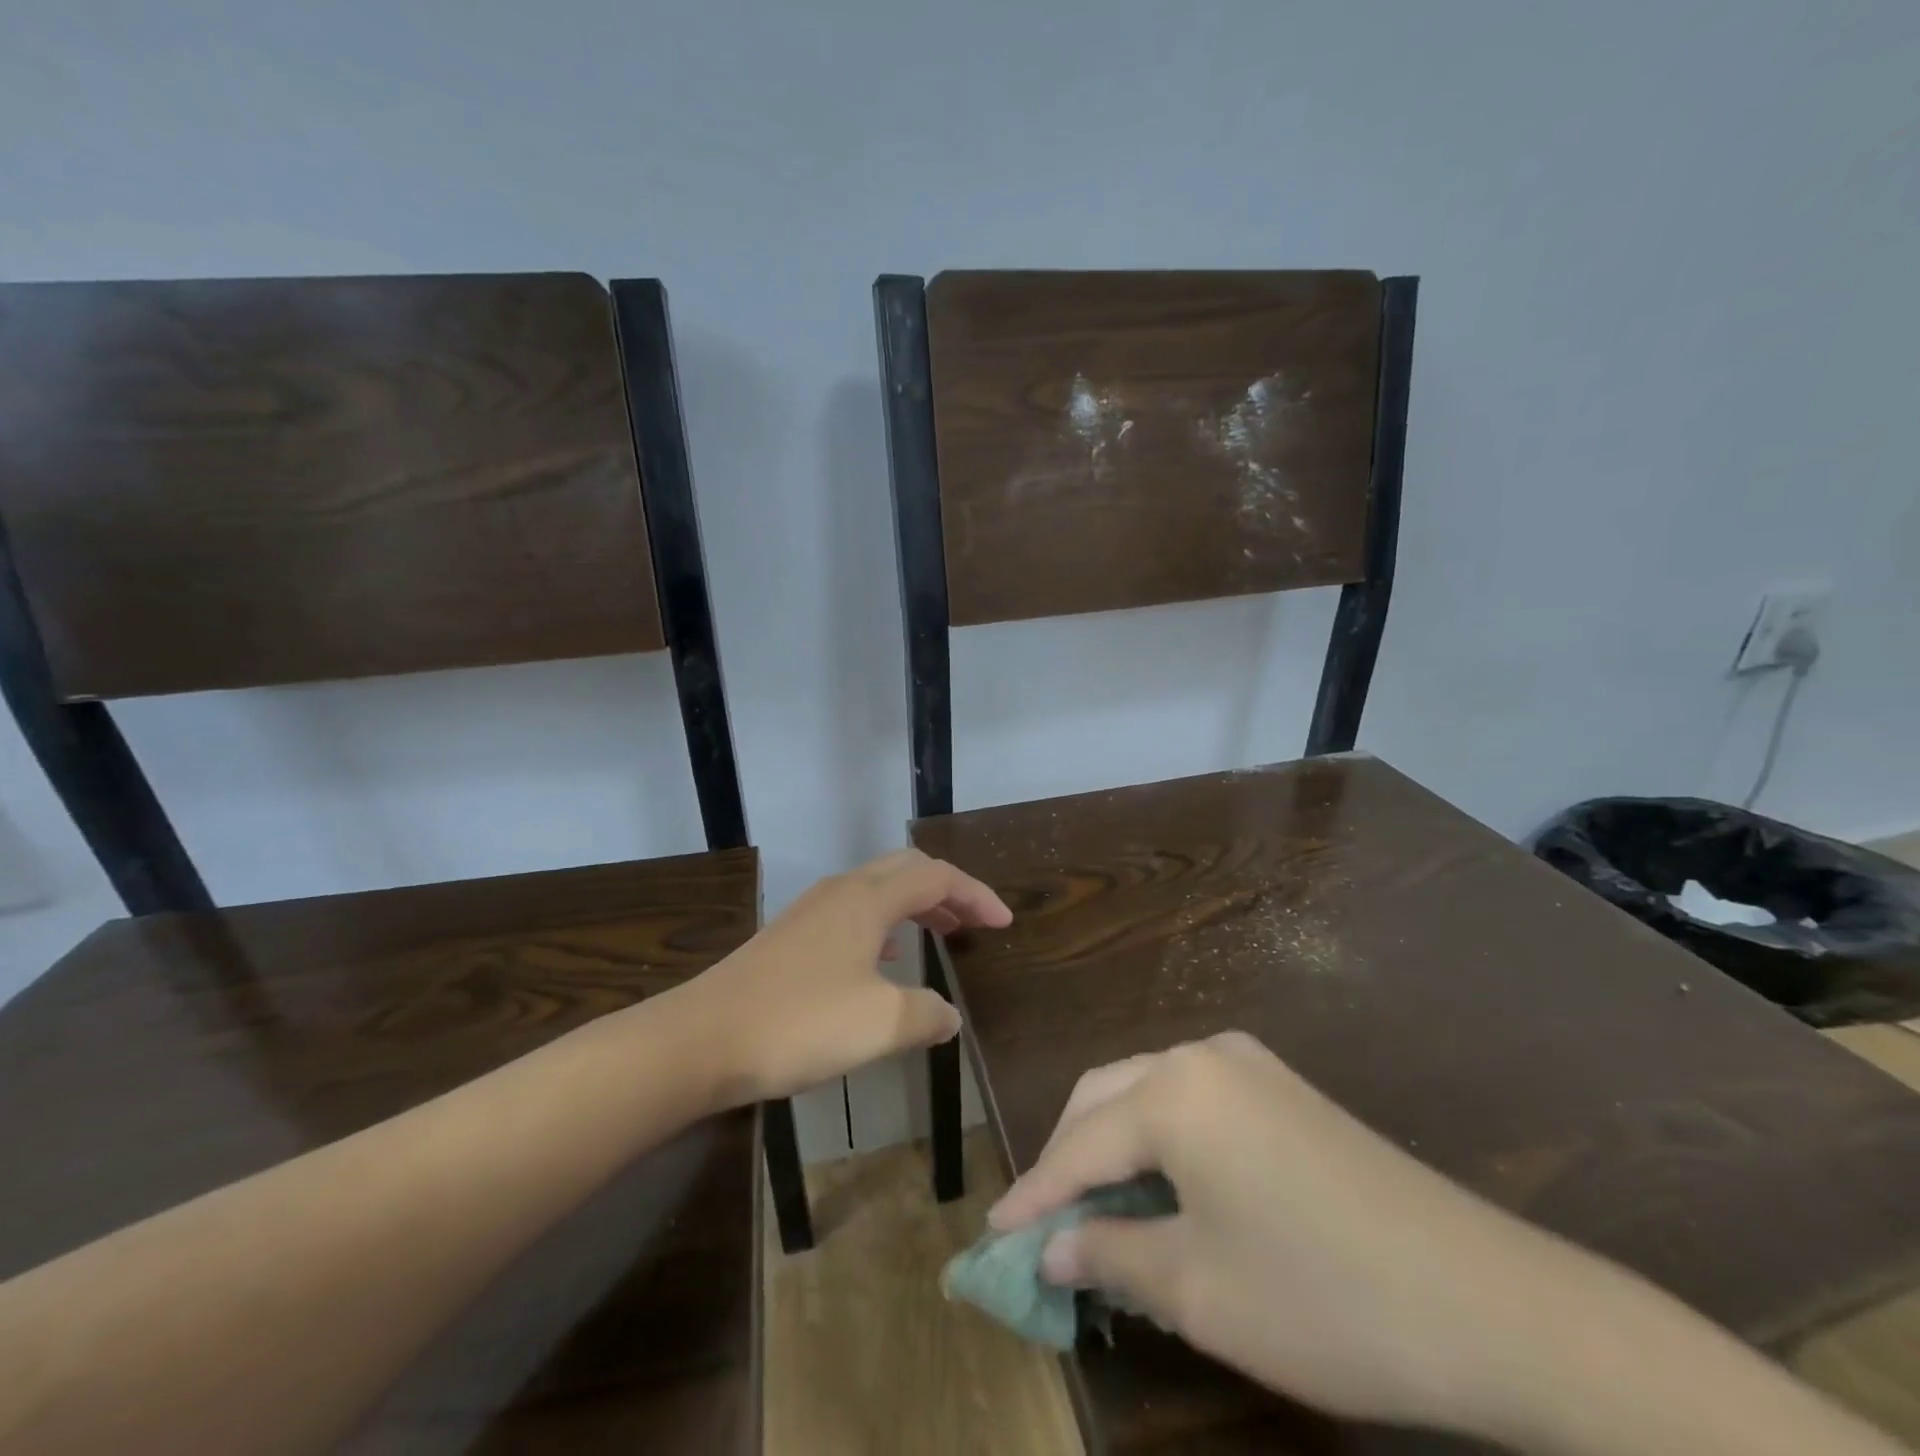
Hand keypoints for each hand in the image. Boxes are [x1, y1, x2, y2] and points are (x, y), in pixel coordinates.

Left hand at [686, 849, 1010, 1102]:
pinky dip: (884, 926)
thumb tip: (948, 1016)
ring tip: (941, 934)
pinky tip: (884, 960)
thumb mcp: (881, 1024)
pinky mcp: (790, 937)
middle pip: (906, 870)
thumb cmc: (800, 1023)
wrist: (702, 1039)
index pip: (937, 877)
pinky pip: (852, 915)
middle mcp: (841, 892)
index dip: (976, 894)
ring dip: (915, 906)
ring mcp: (811, 912)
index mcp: (868, 899)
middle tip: (974, 922)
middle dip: (947, 891)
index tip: (1004, 922)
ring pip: (877, 891)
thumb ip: (926, 1015)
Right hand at [986, 1031, 1596, 1436]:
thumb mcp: (1200, 1290)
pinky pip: (1192, 1102)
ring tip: (1095, 1213)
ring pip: (1146, 1094)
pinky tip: (1160, 1190)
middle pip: (1105, 1098)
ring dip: (1112, 1147)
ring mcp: (1247, 1064)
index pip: (1079, 1143)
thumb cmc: (1325, 1300)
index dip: (1034, 1195)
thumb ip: (1110, 1255)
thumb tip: (1052, 1250)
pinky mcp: (1281, 1087)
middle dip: (1068, 1160)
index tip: (993, 1235)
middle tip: (1043, 1227)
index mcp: (1174, 1091)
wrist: (1492, 1305)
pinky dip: (1159, 1142)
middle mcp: (1202, 1055)